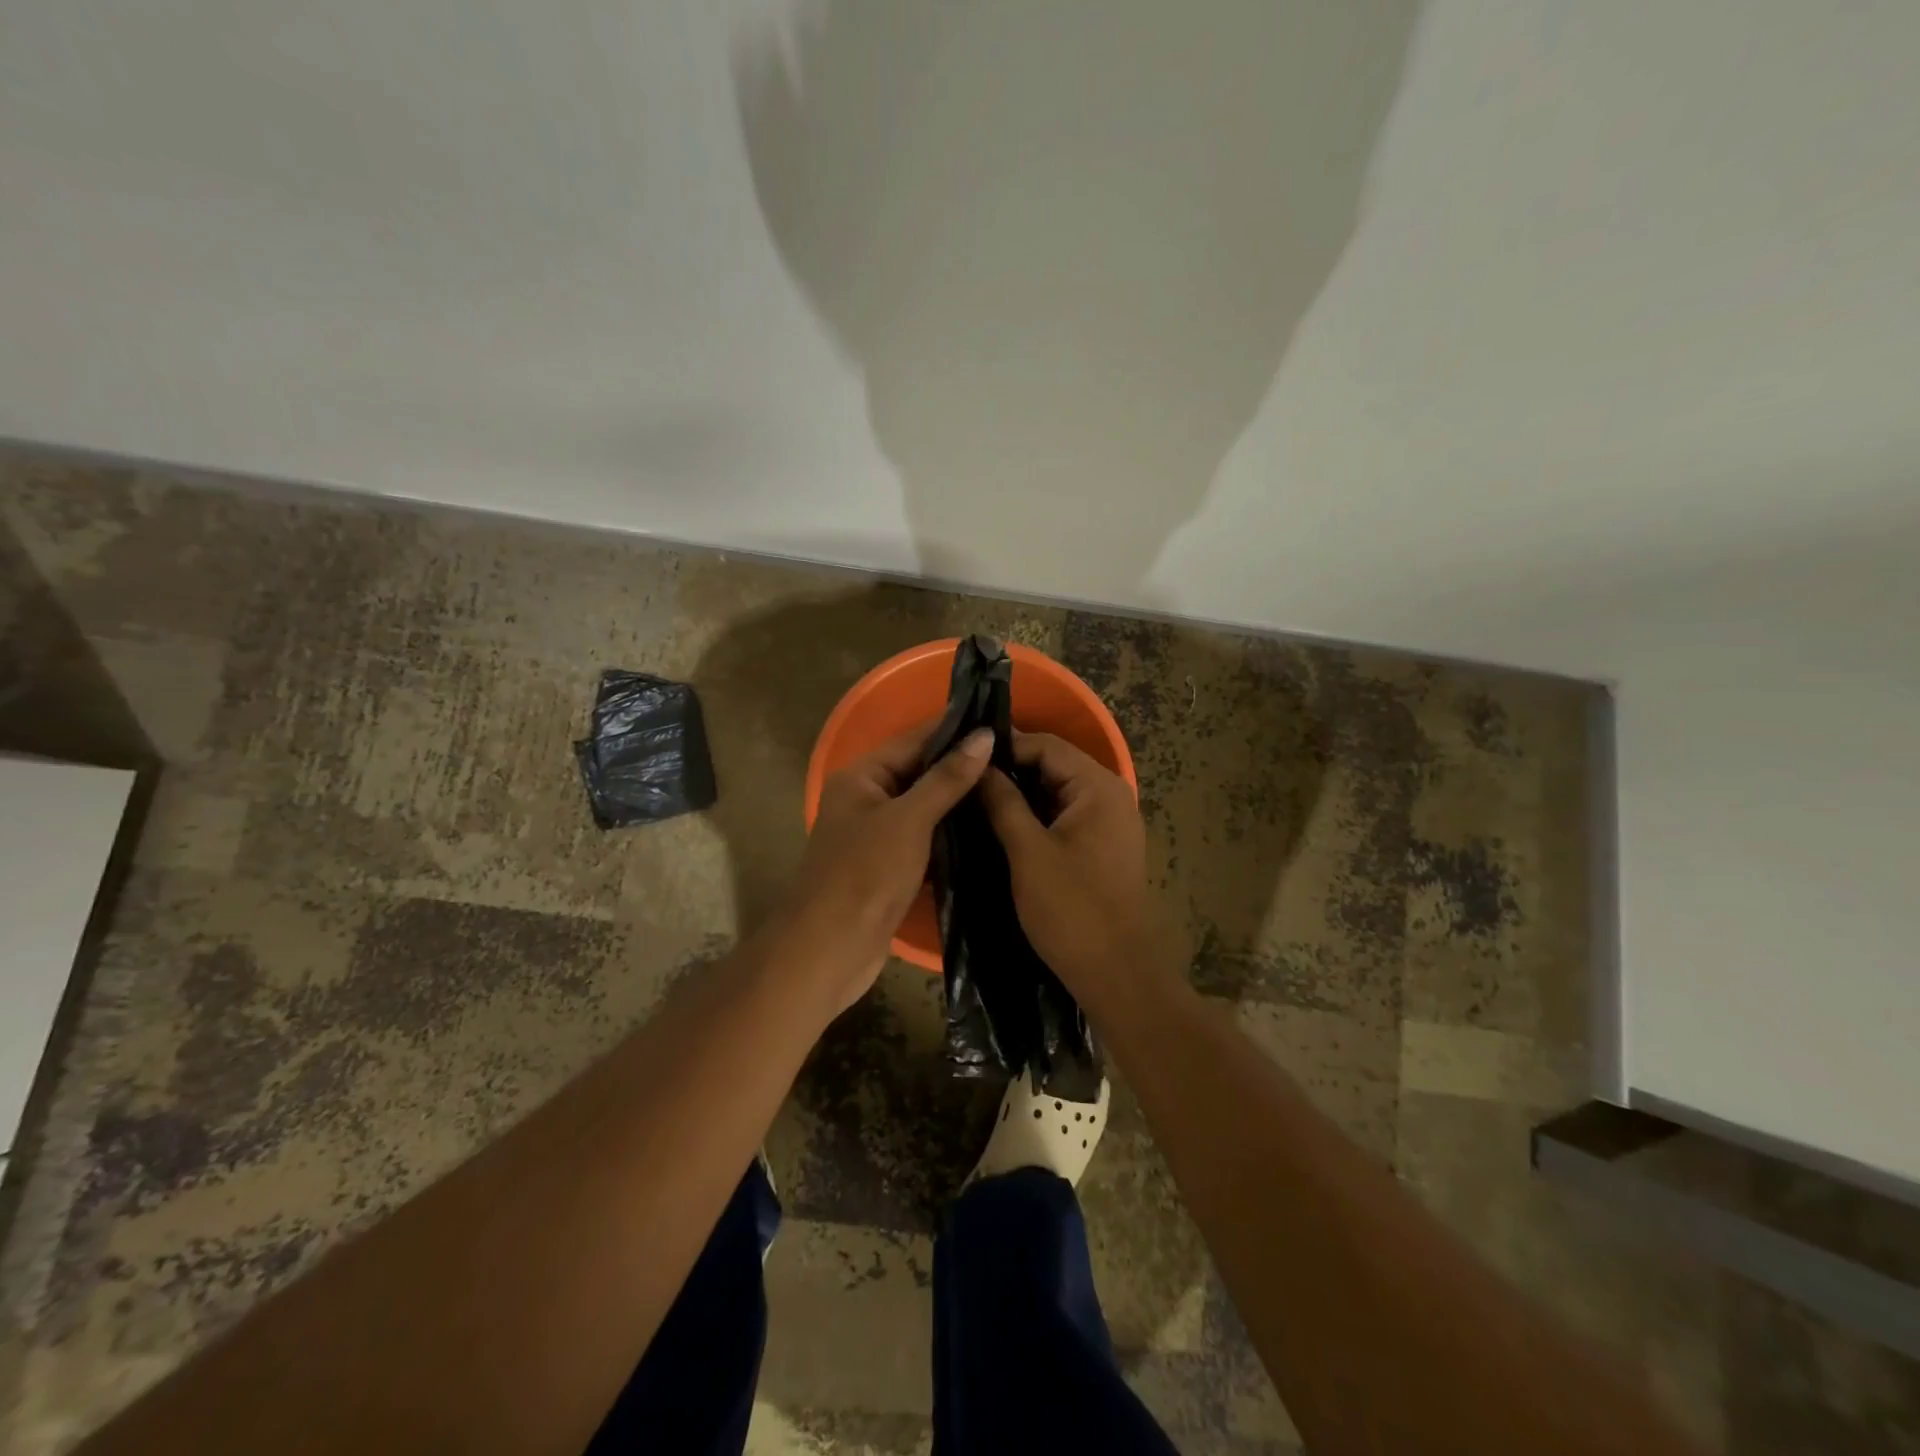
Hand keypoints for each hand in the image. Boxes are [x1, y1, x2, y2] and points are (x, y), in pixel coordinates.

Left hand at [775, 721, 993, 1014]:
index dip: (955, 730)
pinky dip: (951, 835)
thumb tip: (984, 735)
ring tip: (1011, 790)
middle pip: (920, 772)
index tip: (1002, 723)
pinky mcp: (890, 867)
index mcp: (861, 777)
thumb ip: (947, 778)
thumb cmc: (865, 874)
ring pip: (925, 808)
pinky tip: (988, 831)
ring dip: (960, 803)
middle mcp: (867, 799)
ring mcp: (877, 835)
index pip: (914, 740)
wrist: (830, 949)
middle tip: (1016, 760)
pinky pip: (926, 839)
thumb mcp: (909, 820)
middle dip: (962, 767)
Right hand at [977, 731, 1178, 1001]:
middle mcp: (1110, 795)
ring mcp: (1109, 822)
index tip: (962, 755)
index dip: (1004, 746)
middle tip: (963, 777)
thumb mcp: (1028, 852)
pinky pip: (1064, 815)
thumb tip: (979, 765)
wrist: (1117, 973)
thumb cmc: (1072, 909)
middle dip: (1010, 770)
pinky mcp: (1103, 846)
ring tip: (973, 798)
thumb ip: (1003, 802)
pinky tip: (1001, 824)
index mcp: (1098, 787)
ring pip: (1056, 792)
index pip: (1046, 746)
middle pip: (1053, 765)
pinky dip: (1035, 815)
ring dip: (1020, 794)